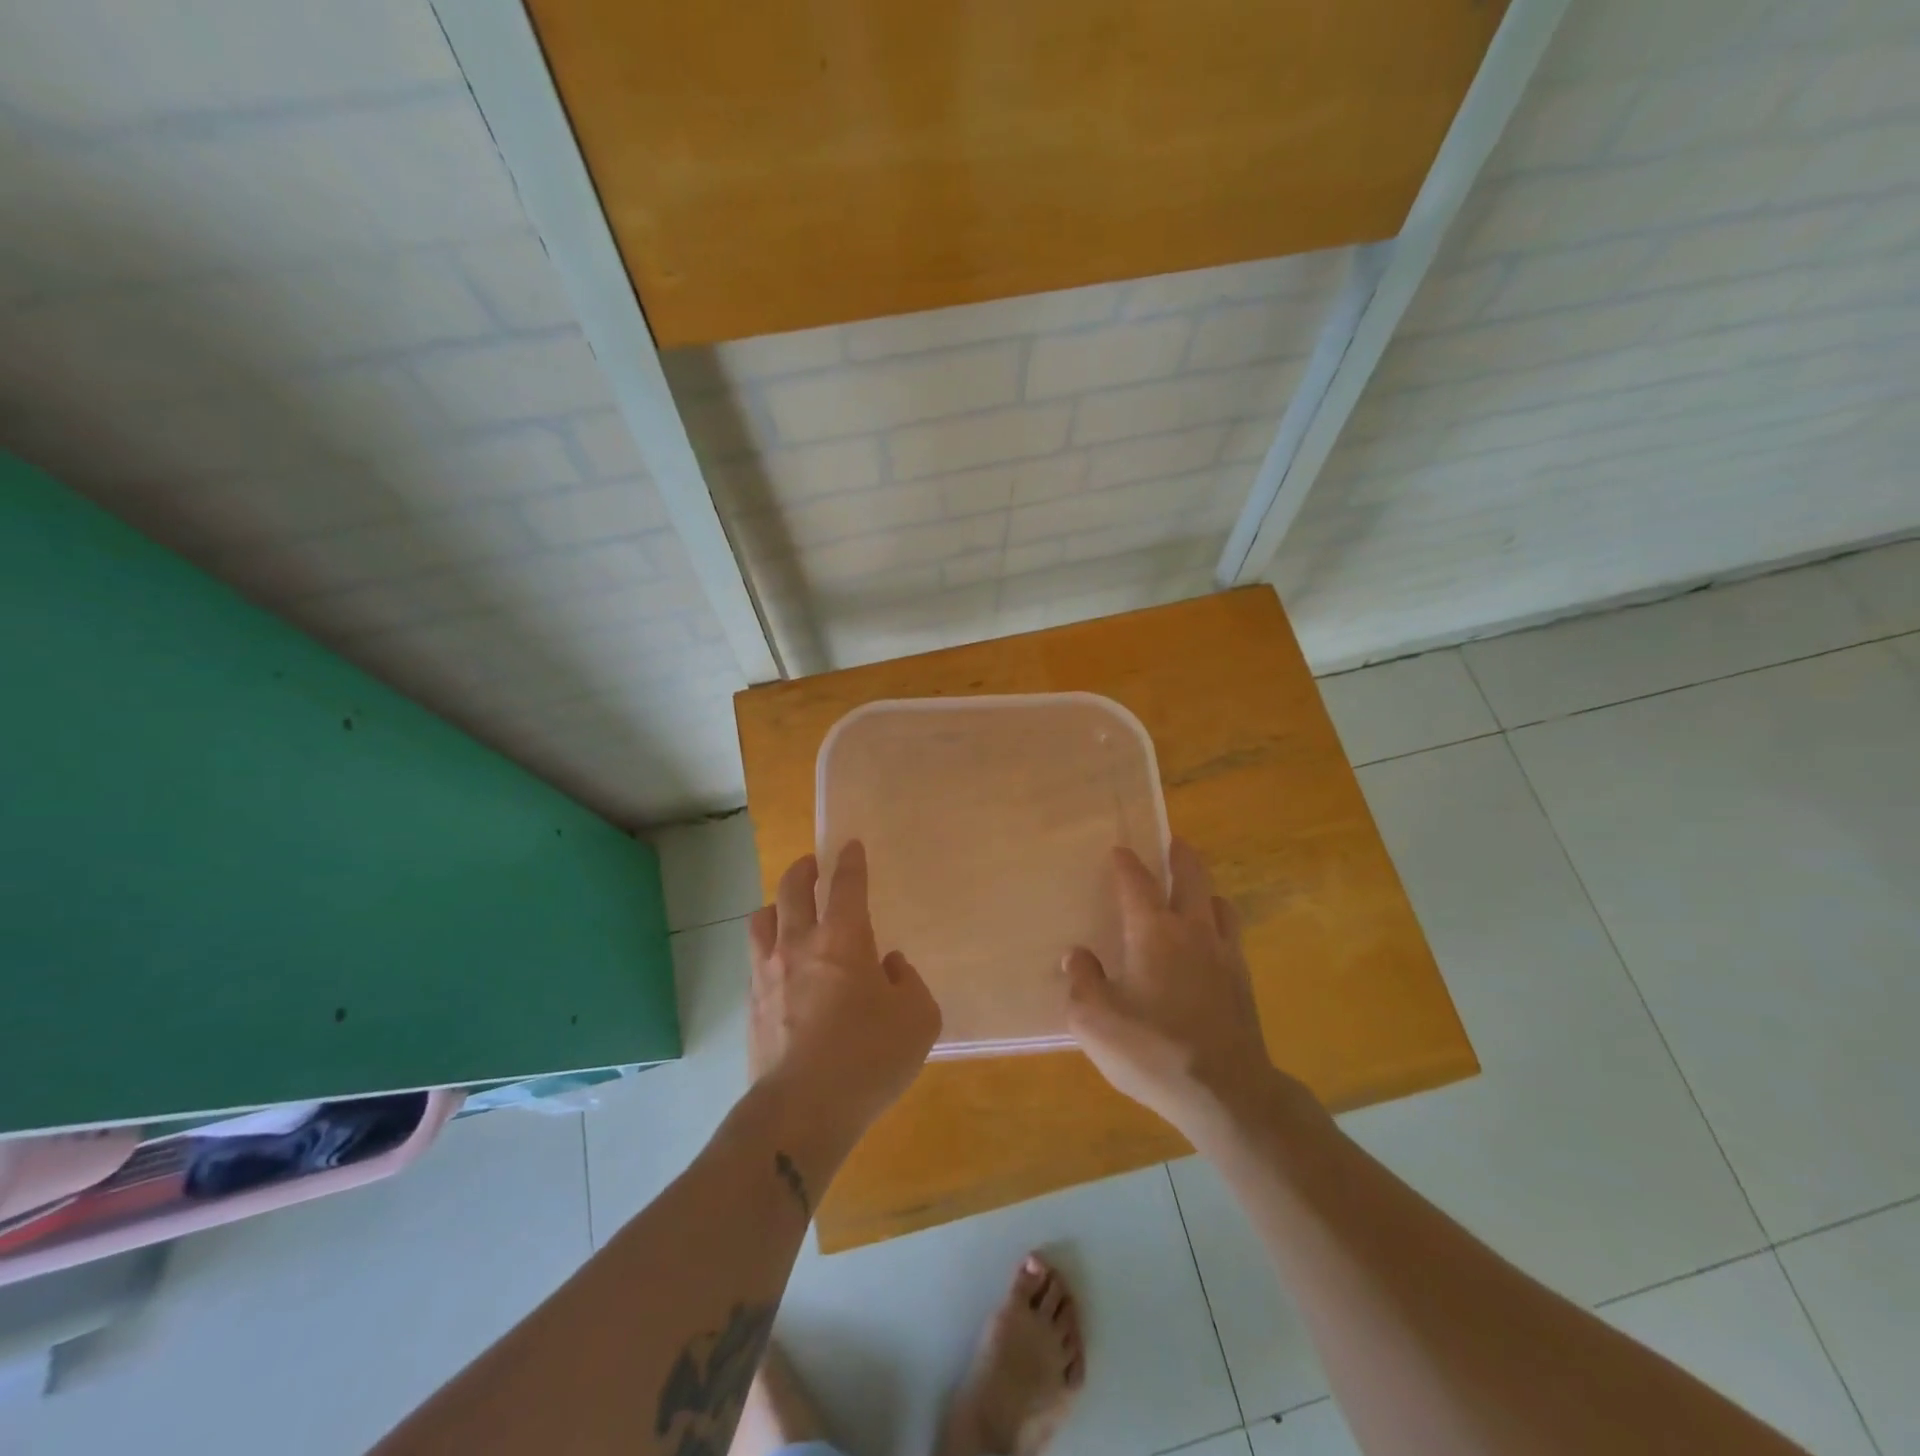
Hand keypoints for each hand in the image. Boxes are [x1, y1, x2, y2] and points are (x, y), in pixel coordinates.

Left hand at [747, 842, 940, 1155]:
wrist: (802, 1110)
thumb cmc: (869, 1057)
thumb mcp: (917, 1019)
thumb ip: (908, 983)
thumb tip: (889, 967)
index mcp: (844, 939)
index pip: (846, 884)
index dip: (850, 861)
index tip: (851, 845)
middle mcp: (800, 944)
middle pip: (793, 888)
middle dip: (804, 869)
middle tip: (812, 865)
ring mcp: (768, 973)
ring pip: (762, 919)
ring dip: (777, 905)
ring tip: (787, 911)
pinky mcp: (751, 1005)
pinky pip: (755, 960)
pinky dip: (768, 949)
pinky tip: (780, 966)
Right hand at [1064, 838, 1298, 1138]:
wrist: (1226, 1092)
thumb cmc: (1152, 1050)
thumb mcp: (1094, 1021)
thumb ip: (1082, 982)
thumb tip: (1077, 956)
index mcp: (1153, 931)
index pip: (1136, 882)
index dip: (1126, 863)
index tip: (1119, 851)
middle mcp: (1192, 930)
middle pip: (1192, 877)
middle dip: (1180, 856)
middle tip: (1174, 843)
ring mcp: (1224, 954)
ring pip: (1220, 904)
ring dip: (1206, 890)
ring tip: (1195, 893)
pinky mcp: (1243, 982)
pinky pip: (1231, 936)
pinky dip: (1219, 925)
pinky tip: (1210, 944)